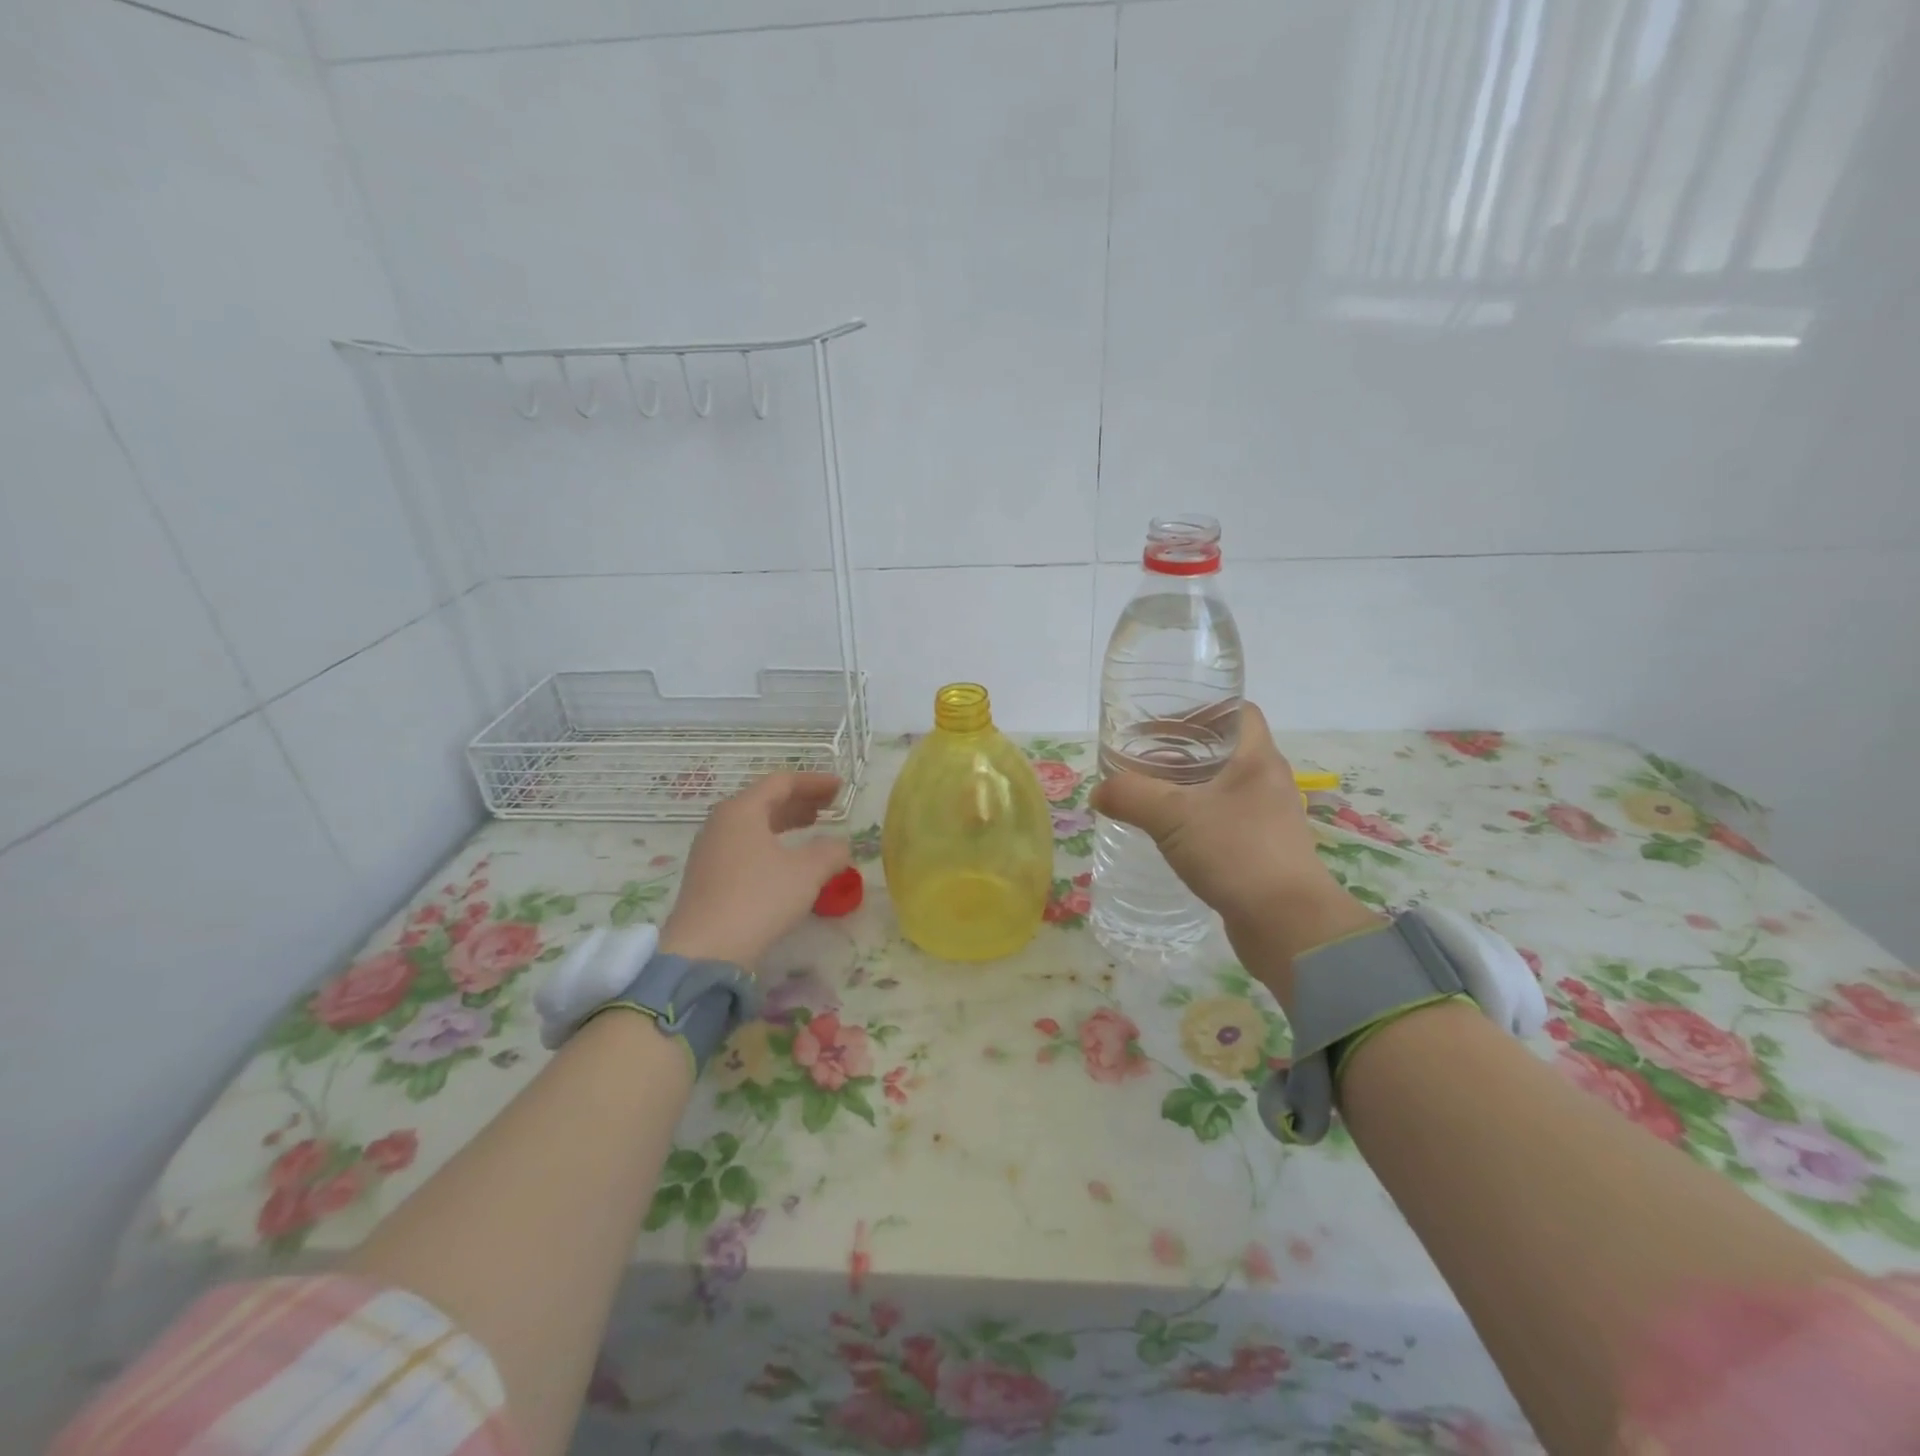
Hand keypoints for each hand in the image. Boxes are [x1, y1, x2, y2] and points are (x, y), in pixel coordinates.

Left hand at [658, 772, 851, 971]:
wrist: (705, 950)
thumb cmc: (758, 899)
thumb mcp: (806, 872)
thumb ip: (830, 851)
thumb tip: (840, 845)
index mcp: (741, 810)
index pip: (781, 782)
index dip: (814, 782)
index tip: (840, 788)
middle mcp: (721, 823)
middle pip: (765, 800)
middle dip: (801, 801)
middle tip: (830, 806)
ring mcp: (710, 850)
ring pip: (754, 824)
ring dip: (786, 822)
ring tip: (812, 827)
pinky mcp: (708, 876)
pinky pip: (745, 845)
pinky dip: (771, 842)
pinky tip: (787, 859)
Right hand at [1089, 703, 1377, 1007]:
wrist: (1287, 925)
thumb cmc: (1236, 853)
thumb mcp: (1172, 816)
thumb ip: (1131, 795)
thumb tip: (1100, 791)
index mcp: (1257, 759)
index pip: (1238, 712)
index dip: (1202, 708)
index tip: (1164, 720)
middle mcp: (1267, 782)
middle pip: (1224, 749)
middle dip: (1183, 748)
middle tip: (1143, 756)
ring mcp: (1268, 818)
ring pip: (1222, 787)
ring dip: (1187, 785)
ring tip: (1149, 792)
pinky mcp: (1261, 850)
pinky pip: (1224, 820)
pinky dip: (1195, 817)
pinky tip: (1168, 833)